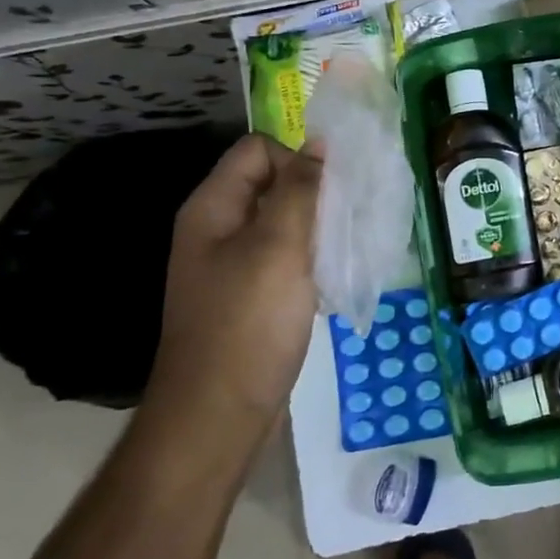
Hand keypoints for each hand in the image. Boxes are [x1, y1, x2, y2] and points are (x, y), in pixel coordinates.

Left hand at [147, 133, 322, 422]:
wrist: (218, 415)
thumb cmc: (248, 324)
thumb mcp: (278, 247)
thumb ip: (299, 190)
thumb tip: (319, 144)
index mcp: (213, 208)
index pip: (257, 150)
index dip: (296, 159)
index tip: (329, 194)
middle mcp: (218, 229)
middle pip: (272, 184)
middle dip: (314, 194)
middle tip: (346, 222)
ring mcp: (233, 265)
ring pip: (284, 223)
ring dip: (318, 228)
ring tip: (347, 249)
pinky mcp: (251, 296)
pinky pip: (286, 258)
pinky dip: (312, 259)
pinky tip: (333, 279)